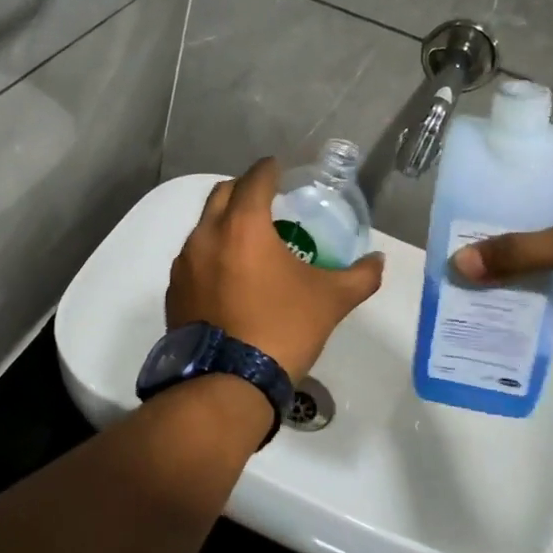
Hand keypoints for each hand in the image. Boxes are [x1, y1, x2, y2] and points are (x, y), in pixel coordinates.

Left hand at [166, 159, 384, 378]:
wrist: (229, 382)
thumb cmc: (283, 329)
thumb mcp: (331, 301)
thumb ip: (360, 276)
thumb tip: (378, 261)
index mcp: (243, 226)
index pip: (255, 179)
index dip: (270, 170)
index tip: (279, 169)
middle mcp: (206, 235)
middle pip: (222, 195)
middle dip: (243, 190)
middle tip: (265, 200)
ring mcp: (184, 264)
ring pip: (203, 227)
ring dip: (224, 223)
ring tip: (247, 241)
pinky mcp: (173, 291)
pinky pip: (192, 259)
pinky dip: (210, 255)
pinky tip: (228, 277)